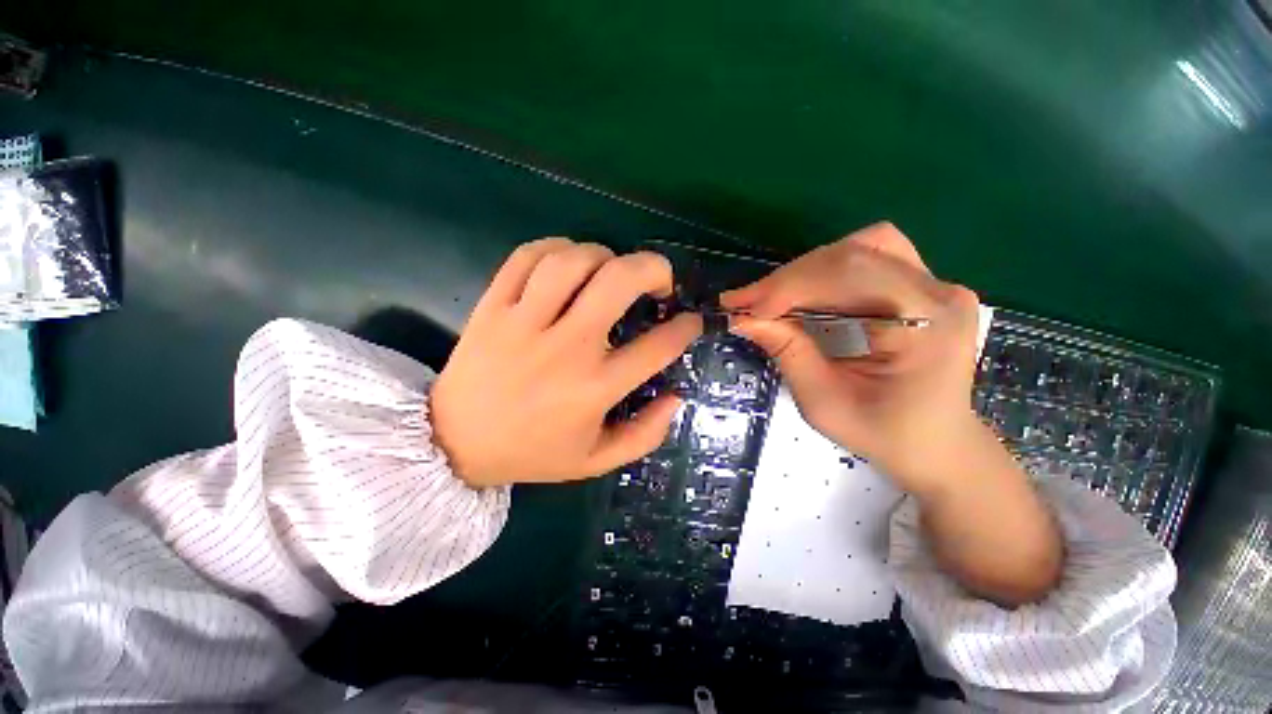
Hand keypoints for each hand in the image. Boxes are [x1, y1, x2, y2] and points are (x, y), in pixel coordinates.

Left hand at [431, 238, 701, 487]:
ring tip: (612, 269)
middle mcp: (566, 349)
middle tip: (660, 279)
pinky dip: (555, 248)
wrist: (454, 444)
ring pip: (572, 261)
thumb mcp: (597, 461)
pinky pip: (526, 257)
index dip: (685, 328)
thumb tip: (676, 397)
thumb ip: (645, 435)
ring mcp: (525, 323)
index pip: (657, 347)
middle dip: (652, 269)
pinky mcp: (492, 307)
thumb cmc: (532, 453)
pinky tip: (567, 261)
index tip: (692, 320)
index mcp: (595, 388)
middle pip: (617, 283)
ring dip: (603, 255)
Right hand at [720, 222, 983, 496]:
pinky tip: (802, 295)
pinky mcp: (921, 286)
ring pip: (859, 248)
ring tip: (771, 300)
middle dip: (787, 279)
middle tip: (745, 302)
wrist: (935, 443)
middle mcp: (938, 292)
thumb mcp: (824, 403)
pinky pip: (867, 258)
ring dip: (804, 272)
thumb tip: (743, 318)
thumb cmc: (882, 433)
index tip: (739, 305)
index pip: (848, 275)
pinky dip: (823, 273)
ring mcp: (934, 284)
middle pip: (851, 254)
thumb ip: (787, 353)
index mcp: (927, 323)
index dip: (787, 286)